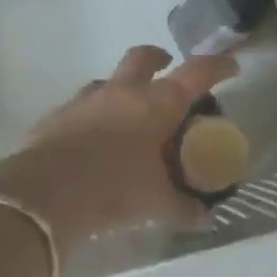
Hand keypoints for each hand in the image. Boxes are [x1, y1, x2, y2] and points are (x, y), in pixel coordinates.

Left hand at [0, 46, 237, 253]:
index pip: (196, 73)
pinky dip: (91, 116)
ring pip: (106, 80)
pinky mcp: (56, 116)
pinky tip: (91, 140)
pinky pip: (79, 107)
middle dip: (158, 58)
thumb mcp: (156, 204)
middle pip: (143, 58)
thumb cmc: (114, 189)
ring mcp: (85, 100)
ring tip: (126, 114)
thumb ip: (182, 207)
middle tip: (166, 68)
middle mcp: (122, 92)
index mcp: (157, 104)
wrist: (46, 193)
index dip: (217, 67)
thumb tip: (204, 218)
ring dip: (120, 89)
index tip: (230, 67)